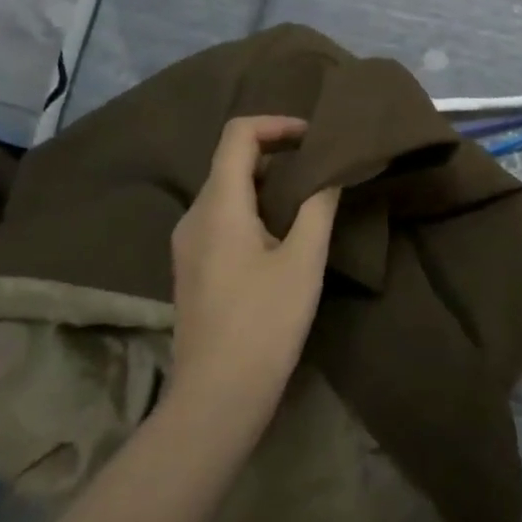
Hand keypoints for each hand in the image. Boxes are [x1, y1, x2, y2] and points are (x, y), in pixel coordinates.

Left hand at [168, 116, 341, 427]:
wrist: (216, 397)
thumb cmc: (264, 323)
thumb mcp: (304, 261)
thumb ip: (318, 206)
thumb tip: (332, 171)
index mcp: (219, 205)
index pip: (237, 134)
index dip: (276, 124)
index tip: (313, 137)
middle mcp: (195, 215)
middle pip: (231, 160)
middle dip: (277, 152)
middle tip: (320, 165)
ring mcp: (189, 243)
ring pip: (227, 189)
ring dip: (267, 181)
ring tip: (309, 197)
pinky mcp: (193, 267)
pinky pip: (223, 216)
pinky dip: (254, 207)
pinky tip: (283, 232)